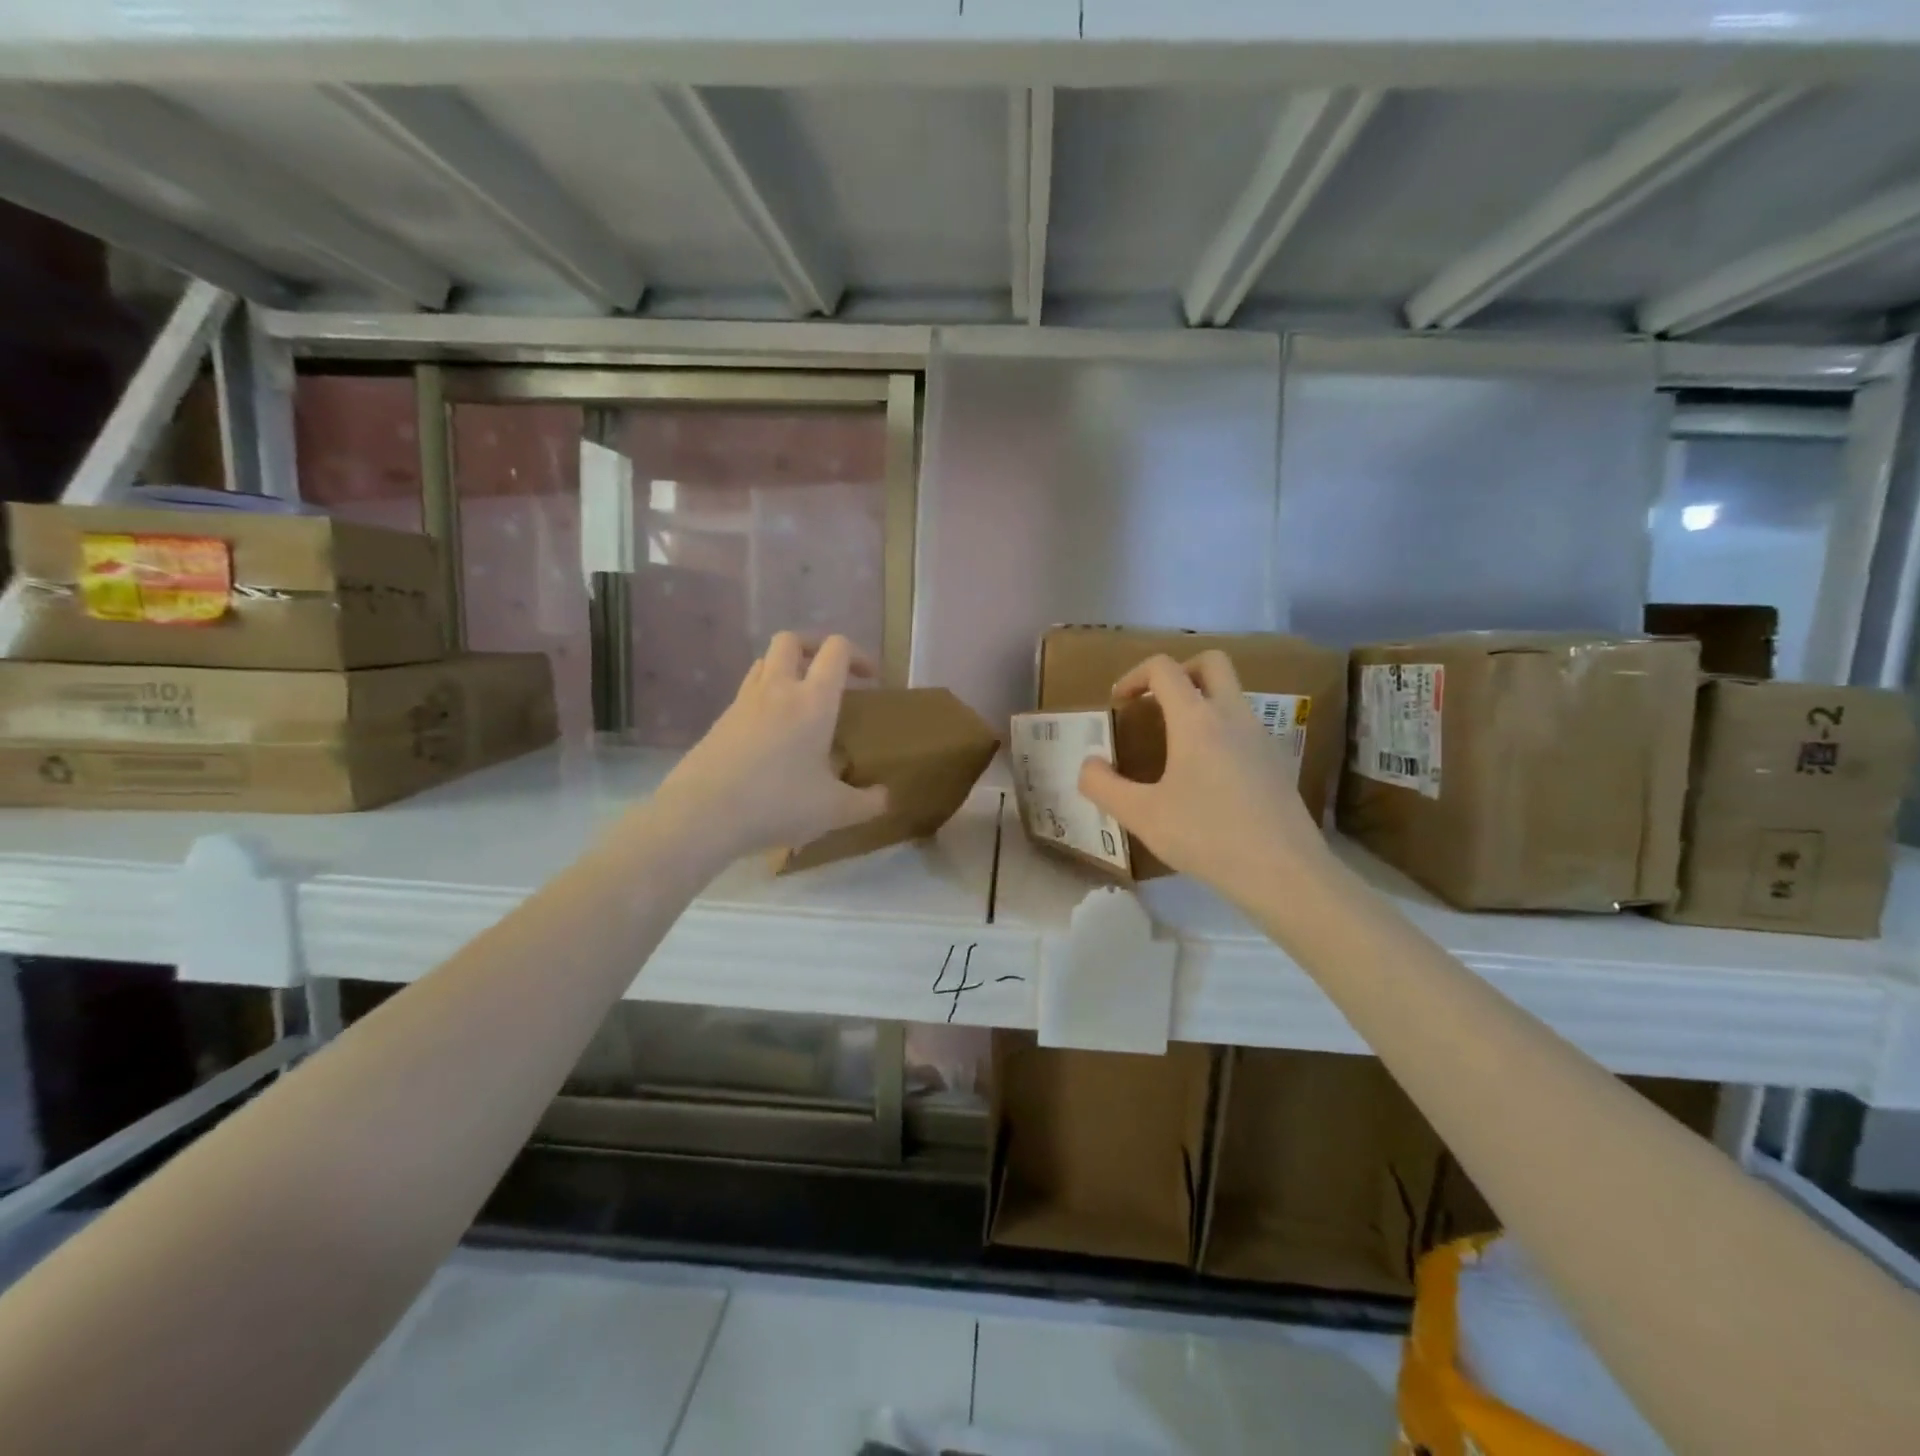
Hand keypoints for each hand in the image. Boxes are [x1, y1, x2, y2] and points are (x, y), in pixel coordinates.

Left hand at [652, 632, 887, 864]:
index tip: (870, 679)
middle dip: (814, 648)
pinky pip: (747, 694)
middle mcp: (777, 689)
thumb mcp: (834, 811)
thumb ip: (866, 803)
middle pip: (791, 640)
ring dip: (786, 669)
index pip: (836, 650)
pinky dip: (764, 699)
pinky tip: (771, 735)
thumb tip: (885, 796)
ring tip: (800, 701)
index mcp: (812, 700)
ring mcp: (743, 703)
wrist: (702, 814)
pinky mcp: (720, 722)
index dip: (858, 655)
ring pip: (764, 663)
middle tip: (829, 676)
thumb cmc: (777, 803)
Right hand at [1077, 651, 1331, 907]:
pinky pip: (1245, 726)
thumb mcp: (1141, 816)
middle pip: (1211, 662)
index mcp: (1196, 719)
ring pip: (1232, 694)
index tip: (1118, 703)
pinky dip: (1221, 730)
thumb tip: (1089, 765)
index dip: (1134, 676)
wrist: (1283, 872)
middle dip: (1179, 671)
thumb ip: (1103, 786)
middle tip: (1156, 702)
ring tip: (1176, 743)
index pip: (1164, 669)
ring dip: (1202, 701)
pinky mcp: (1277, 762)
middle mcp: (1233, 715)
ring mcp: (1262, 737)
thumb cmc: (1206, 836)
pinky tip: (1207, 775)